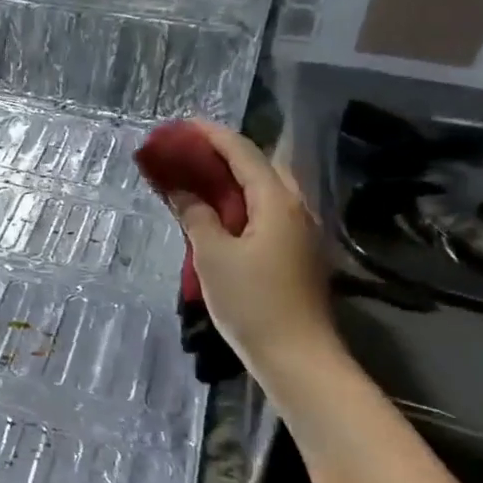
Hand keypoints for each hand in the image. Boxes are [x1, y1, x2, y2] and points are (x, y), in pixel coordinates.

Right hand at [164, 121, 341, 383]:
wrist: (297, 357)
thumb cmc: (252, 302)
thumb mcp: (212, 256)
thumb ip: (196, 215)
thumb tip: (180, 188)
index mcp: (277, 201)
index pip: (242, 153)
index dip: (211, 136)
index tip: (182, 125)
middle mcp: (296, 207)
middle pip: (261, 165)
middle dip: (225, 153)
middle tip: (190, 152)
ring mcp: (301, 230)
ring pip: (267, 188)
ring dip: (235, 177)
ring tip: (201, 177)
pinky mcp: (298, 252)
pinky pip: (268, 209)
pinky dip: (244, 200)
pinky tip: (222, 212)